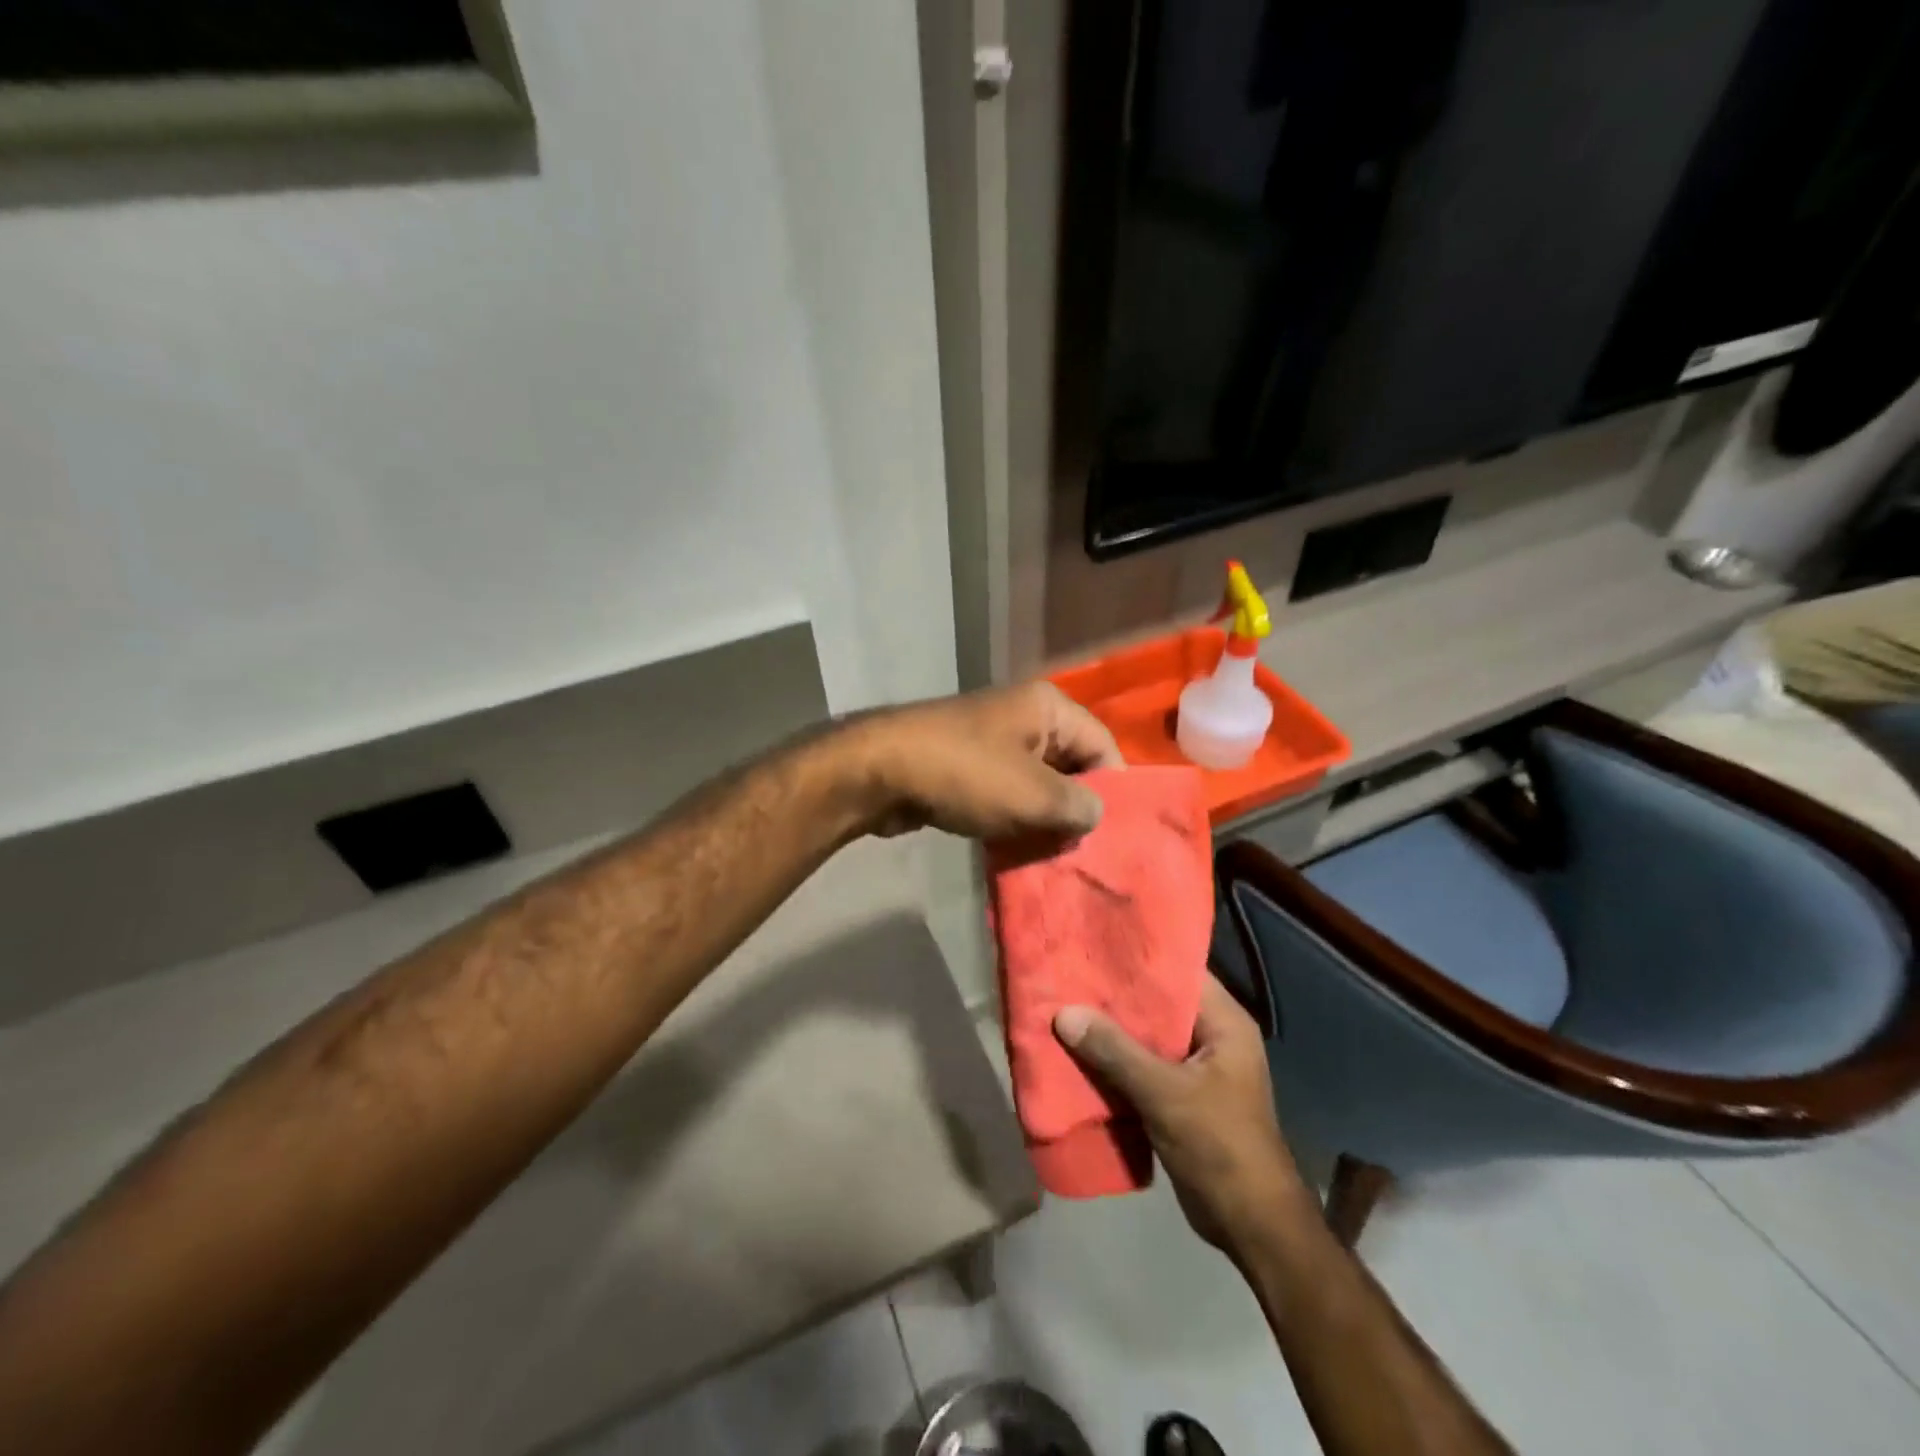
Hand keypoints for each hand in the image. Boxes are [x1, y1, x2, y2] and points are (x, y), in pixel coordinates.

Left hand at [844, 682, 1123, 841]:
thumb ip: (1079, 807)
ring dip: (1044, 819)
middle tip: (1084, 853)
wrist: (881, 772)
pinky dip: (1014, 819)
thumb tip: (1095, 815)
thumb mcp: (1034, 795)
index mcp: (1048, 708)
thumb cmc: (966, 775)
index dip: (1113, 791)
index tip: (1112, 836)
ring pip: (1037, 784)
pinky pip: (1006, 793)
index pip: (1103, 746)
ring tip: (1054, 858)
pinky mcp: (967, 767)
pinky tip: (1019, 850)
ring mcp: (992, 741)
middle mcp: (1024, 717)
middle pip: (1071, 765)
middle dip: (1077, 808)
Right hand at [1055, 977, 1310, 1252]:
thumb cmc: (1220, 1146)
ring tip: (1065, 1006)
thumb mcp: (1164, 1094)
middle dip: (1116, 995)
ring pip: (1147, 1036)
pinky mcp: (1182, 1096)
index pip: (1179, 971)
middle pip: (1159, 1004)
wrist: (1252, 1227)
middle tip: (1069, 974)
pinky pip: (1143, 1066)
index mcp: (1224, 1022)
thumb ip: (1115, 1052)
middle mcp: (1213, 1037)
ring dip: (1112, 1030)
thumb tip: (1064, 1013)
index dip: (1139, 957)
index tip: (1096, 944)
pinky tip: (1079, 1053)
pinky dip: (1116, 1061)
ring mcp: (1198, 1068)